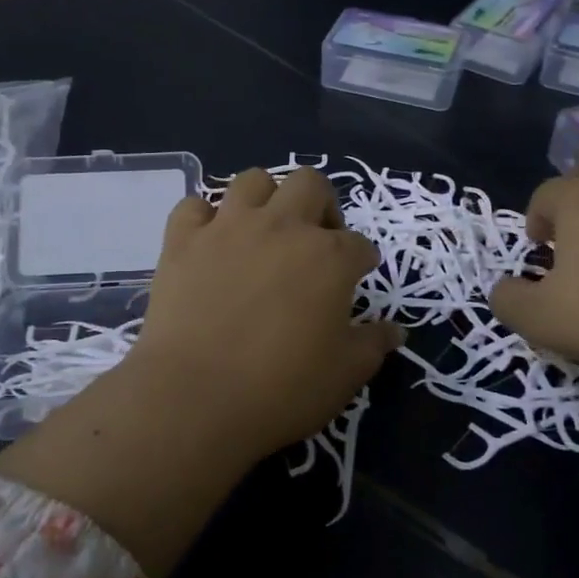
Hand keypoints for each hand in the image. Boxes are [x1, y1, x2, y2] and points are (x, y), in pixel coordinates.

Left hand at [131, 168, 403, 460]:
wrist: (195, 397)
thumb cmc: (282, 388)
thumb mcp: (346, 374)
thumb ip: (374, 343)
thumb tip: (395, 329)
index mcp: (329, 257)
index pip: (359, 244)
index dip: (362, 261)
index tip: (357, 277)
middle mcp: (282, 226)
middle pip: (310, 184)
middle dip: (321, 204)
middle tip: (316, 240)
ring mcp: (228, 228)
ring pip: (253, 180)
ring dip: (265, 198)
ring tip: (264, 231)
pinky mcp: (182, 241)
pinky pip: (193, 206)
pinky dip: (203, 219)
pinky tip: (209, 243)